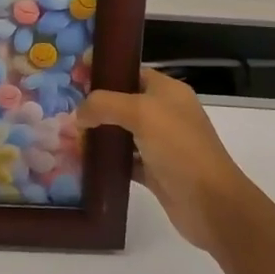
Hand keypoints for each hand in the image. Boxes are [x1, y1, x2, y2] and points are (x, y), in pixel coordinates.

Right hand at [75, 67, 252, 252]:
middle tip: (63, 113)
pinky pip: (124, 160)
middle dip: (94, 107)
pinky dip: (106, 161)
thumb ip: (104, 105)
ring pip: (120, 133)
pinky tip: (83, 164)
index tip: (73, 74)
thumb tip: (79, 114)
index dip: (103, 70)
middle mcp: (164, 114)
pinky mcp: (154, 171)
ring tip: (67, 139)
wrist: (211, 203)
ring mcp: (160, 144)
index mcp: (167, 91)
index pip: (130, 72)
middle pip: (122, 103)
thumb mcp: (142, 113)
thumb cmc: (180, 147)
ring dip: (97, 135)